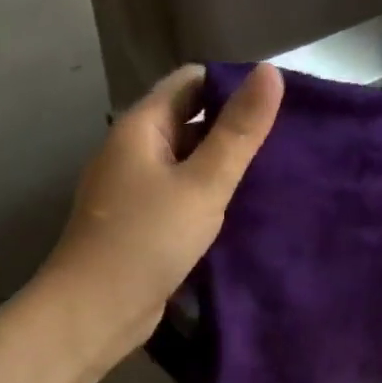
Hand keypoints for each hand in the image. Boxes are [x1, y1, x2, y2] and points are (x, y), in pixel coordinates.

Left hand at [43, 62, 282, 355]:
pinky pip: (180, 198)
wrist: (95, 310)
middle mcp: (133, 152)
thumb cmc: (148, 240)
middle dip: (232, 129)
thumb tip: (270, 71)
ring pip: (186, 165)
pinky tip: (241, 212)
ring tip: (273, 175)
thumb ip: (239, 132)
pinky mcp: (141, 225)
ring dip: (222, 168)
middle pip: (189, 123)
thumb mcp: (203, 183)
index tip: (278, 105)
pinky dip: (207, 199)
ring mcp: (134, 191)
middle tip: (286, 142)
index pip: (191, 83)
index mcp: (141, 127)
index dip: (233, 86)